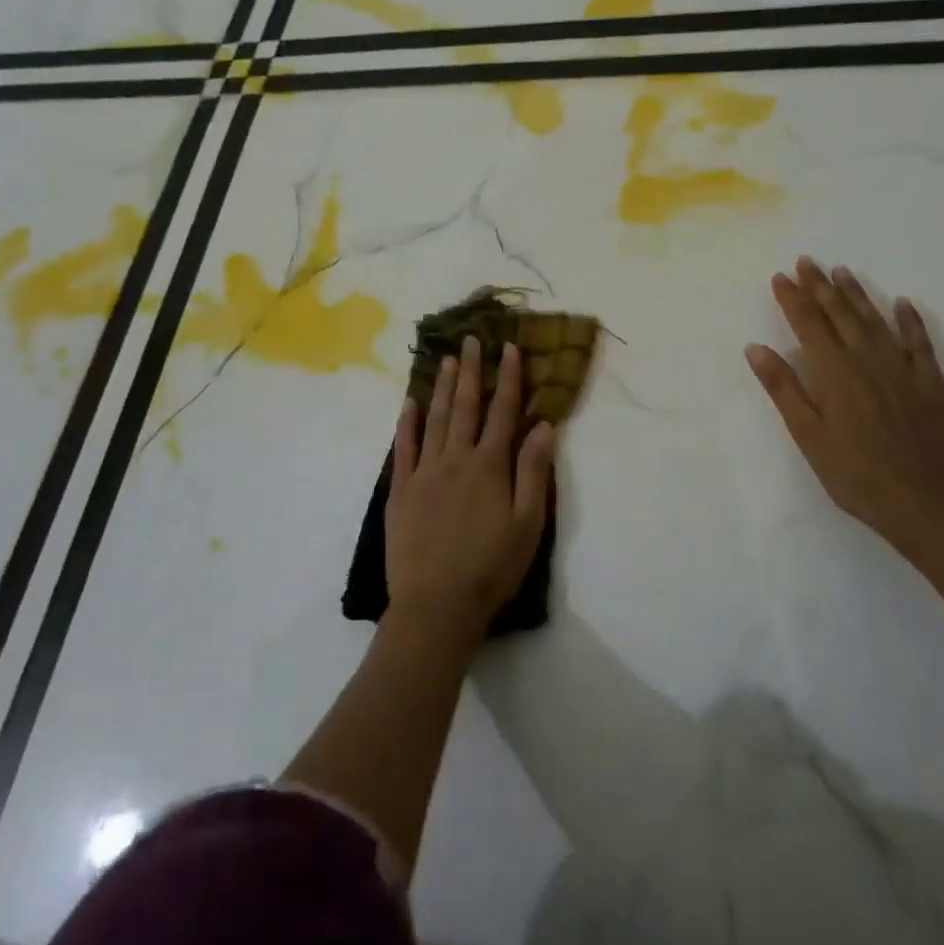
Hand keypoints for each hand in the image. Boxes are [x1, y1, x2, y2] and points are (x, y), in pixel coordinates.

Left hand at [386, 336, 556, 643]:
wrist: (436, 605)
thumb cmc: (491, 567)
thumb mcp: (528, 524)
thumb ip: (534, 471)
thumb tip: (542, 425)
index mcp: (490, 466)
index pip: (502, 412)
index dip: (508, 378)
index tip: (508, 348)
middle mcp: (456, 458)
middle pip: (464, 406)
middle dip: (470, 370)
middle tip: (470, 339)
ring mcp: (424, 472)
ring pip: (434, 418)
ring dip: (440, 387)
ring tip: (444, 359)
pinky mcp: (401, 490)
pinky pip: (403, 447)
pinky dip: (406, 422)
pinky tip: (408, 402)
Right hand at [745, 257, 943, 541]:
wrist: (926, 503)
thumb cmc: (855, 474)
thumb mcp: (808, 436)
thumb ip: (783, 388)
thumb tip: (756, 348)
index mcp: (835, 373)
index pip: (809, 325)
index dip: (793, 299)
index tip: (781, 276)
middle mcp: (868, 360)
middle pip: (841, 315)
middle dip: (821, 287)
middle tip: (807, 262)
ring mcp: (904, 369)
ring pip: (876, 321)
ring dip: (857, 294)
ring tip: (842, 271)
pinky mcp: (932, 383)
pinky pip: (919, 342)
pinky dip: (910, 320)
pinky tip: (902, 304)